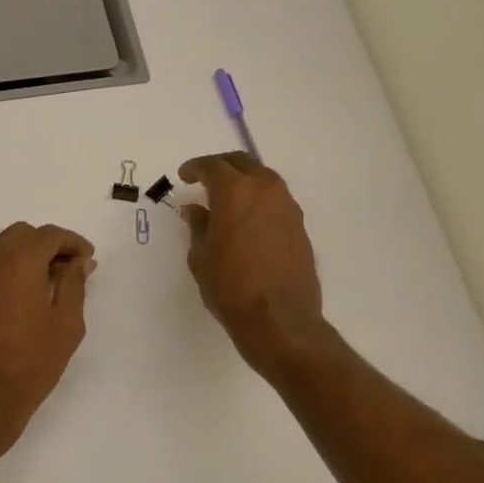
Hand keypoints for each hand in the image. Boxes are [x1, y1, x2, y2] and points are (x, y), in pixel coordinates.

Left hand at [0, 222, 94, 444]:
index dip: (72, 242)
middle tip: (67, 269)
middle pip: (20, 234)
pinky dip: (3, 273)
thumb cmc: (31, 363)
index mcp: (18, 261)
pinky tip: (17, 301)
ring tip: (44, 284)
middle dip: (46, 244)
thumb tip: (79, 261)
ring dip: (22, 256)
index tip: (88, 259)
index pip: (48, 235)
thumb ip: (74, 284)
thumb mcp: (66, 325)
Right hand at [179, 153, 329, 374]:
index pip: (212, 166)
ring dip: (243, 181)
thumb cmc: (231, 288)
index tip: (184, 176)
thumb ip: (198, 226)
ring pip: (263, 179)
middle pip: (242, 163)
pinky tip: (247, 219)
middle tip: (204, 179)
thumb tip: (195, 209)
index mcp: (235, 192)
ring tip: (226, 200)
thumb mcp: (201, 257)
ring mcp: (287, 206)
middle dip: (221, 167)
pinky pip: (275, 200)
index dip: (195, 168)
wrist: (279, 319)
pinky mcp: (299, 225)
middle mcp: (265, 190)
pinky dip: (258, 200)